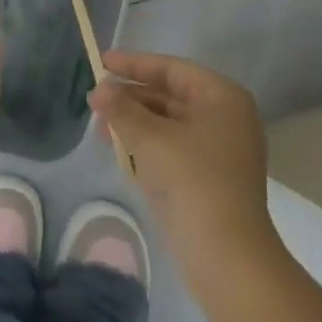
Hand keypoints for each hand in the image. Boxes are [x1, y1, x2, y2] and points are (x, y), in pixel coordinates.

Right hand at [88, 52, 276, 272]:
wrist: (227, 258)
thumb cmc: (193, 180)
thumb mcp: (151, 138)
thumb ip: (121, 109)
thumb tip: (99, 89)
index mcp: (222, 98)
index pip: (171, 69)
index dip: (134, 65)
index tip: (101, 62)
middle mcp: (224, 118)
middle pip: (169, 96)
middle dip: (130, 97)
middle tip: (94, 98)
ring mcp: (217, 151)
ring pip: (168, 124)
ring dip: (133, 122)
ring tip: (99, 124)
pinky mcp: (207, 180)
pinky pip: (171, 149)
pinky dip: (145, 145)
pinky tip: (117, 147)